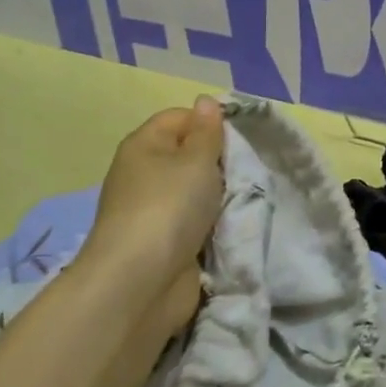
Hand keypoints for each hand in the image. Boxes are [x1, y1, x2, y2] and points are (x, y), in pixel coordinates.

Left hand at [79, 97, 224, 332]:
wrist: (139, 285)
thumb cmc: (168, 208)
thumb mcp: (196, 160)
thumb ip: (207, 132)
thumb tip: (205, 101)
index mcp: (144, 145)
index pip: (180, 117)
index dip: (209, 122)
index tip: (238, 139)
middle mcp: (144, 174)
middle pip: (188, 155)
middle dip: (219, 162)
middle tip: (246, 170)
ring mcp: (152, 211)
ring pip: (195, 191)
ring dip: (219, 196)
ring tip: (244, 199)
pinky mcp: (163, 244)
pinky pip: (195, 222)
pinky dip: (213, 224)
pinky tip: (232, 226)